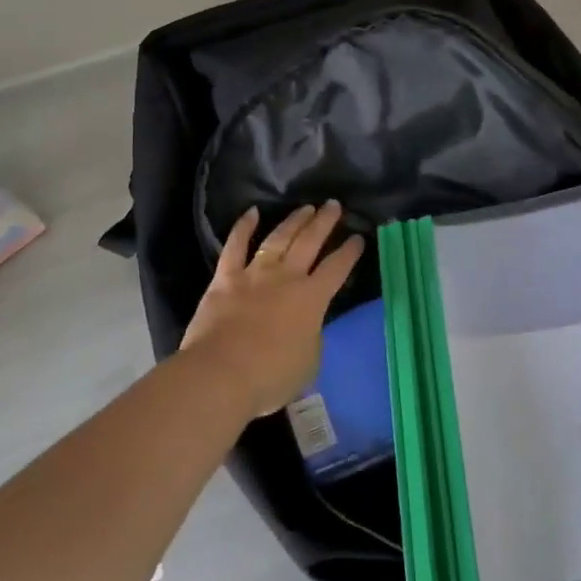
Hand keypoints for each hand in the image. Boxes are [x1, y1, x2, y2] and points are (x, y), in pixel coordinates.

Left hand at [182, 202, 364, 418]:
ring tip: (306, 207)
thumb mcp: (309, 363)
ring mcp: (255, 274)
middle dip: (325, 222)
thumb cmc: (271, 376)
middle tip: (333, 205)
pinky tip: (251, 212)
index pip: (337, 268)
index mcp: (312, 299)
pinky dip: (243, 227)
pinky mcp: (225, 278)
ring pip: (279, 238)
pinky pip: (235, 246)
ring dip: (294, 221)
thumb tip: (308, 326)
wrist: (221, 374)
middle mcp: (287, 278)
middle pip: (310, 242)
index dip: (349, 252)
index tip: (358, 237)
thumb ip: (312, 337)